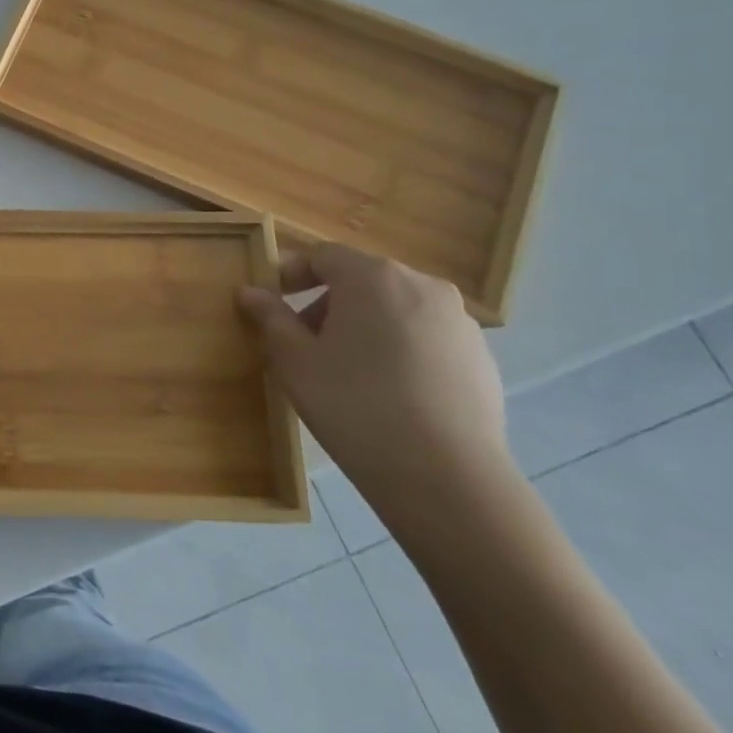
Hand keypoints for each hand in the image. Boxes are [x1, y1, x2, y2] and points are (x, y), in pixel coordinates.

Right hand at [236, 243, 517, 535]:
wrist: (446, 476)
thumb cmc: (354, 404)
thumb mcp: (294, 360)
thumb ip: (271, 317)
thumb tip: (251, 291)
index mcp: (373, 277)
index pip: (322, 256)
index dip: (290, 274)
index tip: (270, 303)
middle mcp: (422, 286)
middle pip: (361, 280)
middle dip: (327, 304)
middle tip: (302, 342)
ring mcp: (459, 322)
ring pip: (396, 309)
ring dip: (364, 326)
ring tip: (344, 371)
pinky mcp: (481, 358)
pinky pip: (425, 338)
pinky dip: (399, 350)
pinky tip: (386, 393)